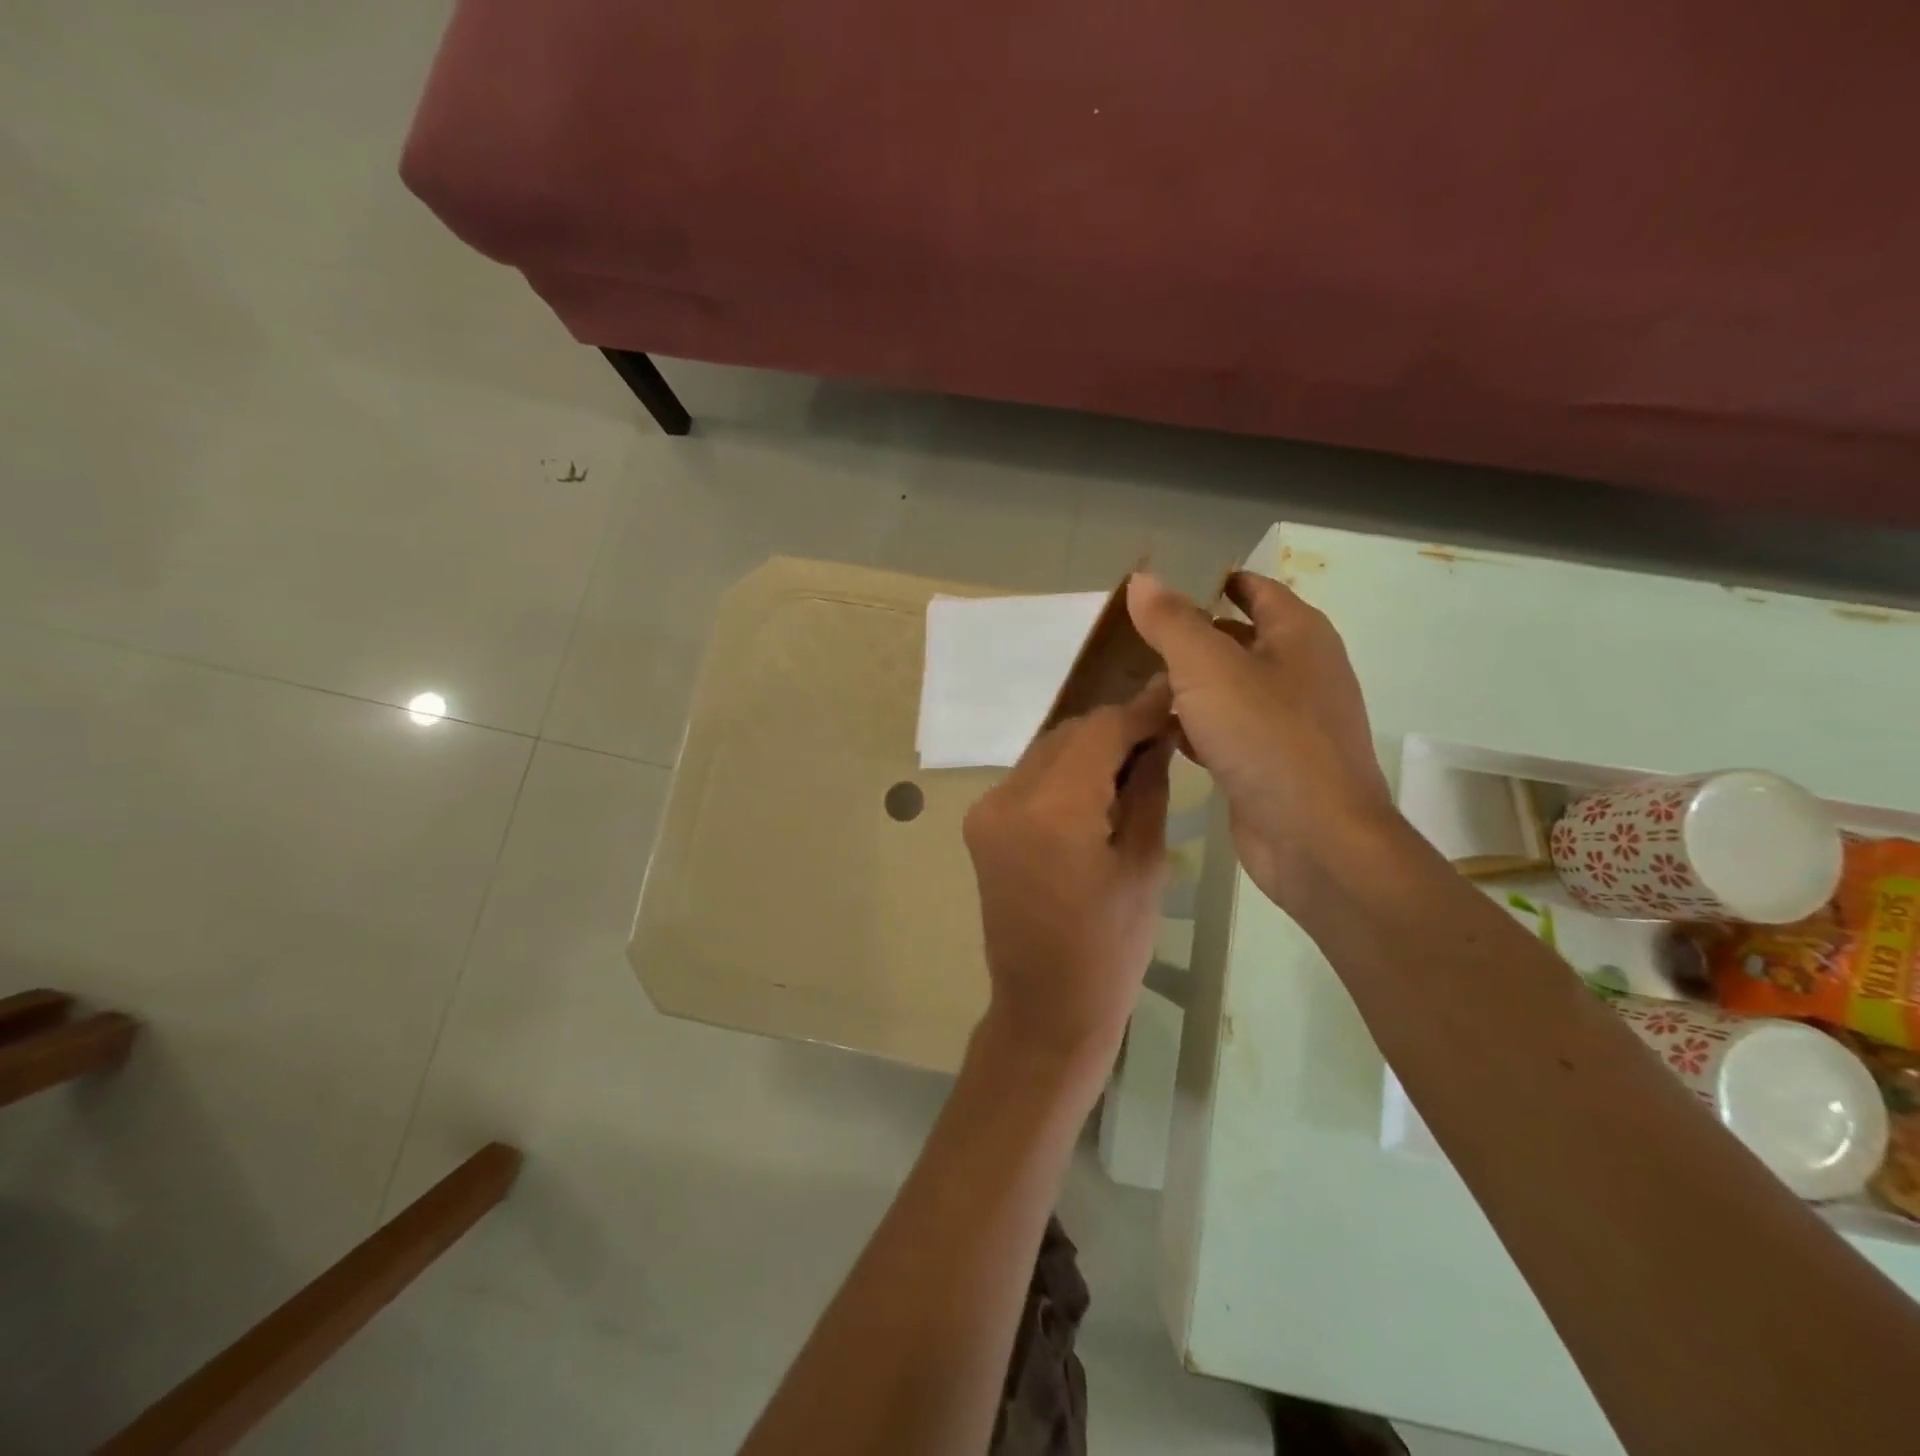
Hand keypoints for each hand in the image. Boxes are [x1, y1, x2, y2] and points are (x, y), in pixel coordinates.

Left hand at [963, 680, 1175, 1078]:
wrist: (1045, 1007)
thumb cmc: (1111, 949)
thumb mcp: (1144, 864)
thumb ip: (1148, 787)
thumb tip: (1159, 736)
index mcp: (1053, 812)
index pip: (1100, 731)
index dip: (1139, 711)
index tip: (1173, 697)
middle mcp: (1007, 799)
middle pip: (1068, 735)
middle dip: (1115, 728)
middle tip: (1160, 734)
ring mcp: (986, 810)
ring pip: (1046, 751)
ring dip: (1087, 748)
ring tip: (1133, 762)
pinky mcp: (980, 824)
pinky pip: (1029, 777)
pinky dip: (1063, 772)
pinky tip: (1095, 788)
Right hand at [1126, 570, 1393, 906]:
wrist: (1315, 839)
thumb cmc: (1267, 738)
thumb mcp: (1208, 668)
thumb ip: (1171, 622)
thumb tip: (1142, 578)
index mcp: (1298, 634)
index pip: (1252, 588)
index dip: (1208, 581)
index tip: (1157, 588)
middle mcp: (1299, 671)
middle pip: (1237, 637)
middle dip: (1188, 635)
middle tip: (1131, 636)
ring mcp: (1288, 721)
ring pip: (1228, 688)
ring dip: (1187, 684)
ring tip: (1133, 681)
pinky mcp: (1270, 763)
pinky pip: (1227, 730)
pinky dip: (1196, 726)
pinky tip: (1159, 732)